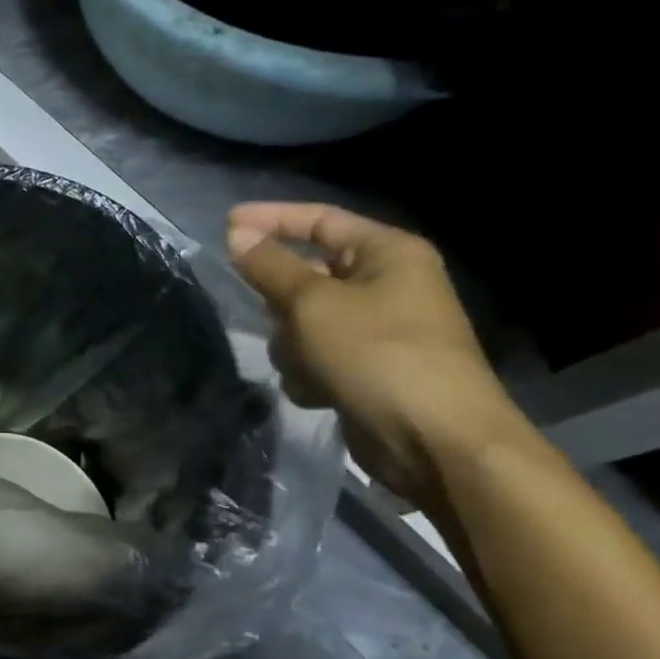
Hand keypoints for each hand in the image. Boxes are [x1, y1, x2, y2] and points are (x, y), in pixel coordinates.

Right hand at [227, 203, 528, 508]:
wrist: (434, 440)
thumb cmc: (376, 355)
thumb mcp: (312, 304)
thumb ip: (270, 266)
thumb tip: (237, 234)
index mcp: (388, 254)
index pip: (320, 220)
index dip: (271, 219)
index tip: (225, 226)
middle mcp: (387, 285)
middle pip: (309, 275)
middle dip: (282, 301)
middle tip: (266, 314)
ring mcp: (378, 330)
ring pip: (304, 321)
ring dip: (293, 344)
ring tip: (305, 365)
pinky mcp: (367, 369)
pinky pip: (317, 356)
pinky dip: (309, 372)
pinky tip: (318, 392)